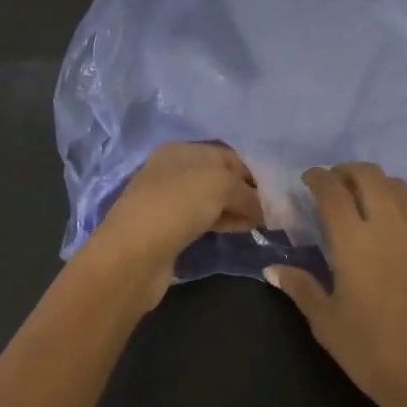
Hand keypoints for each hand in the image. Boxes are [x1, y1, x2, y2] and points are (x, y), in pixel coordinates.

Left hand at [80, 142, 263, 305]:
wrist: (133, 255)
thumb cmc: (177, 206)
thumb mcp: (220, 185)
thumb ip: (246, 192)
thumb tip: (260, 207)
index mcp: (181, 151)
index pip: (226, 155)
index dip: (251, 171)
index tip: (273, 192)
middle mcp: (172, 171)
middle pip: (219, 177)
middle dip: (245, 192)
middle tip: (270, 210)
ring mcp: (168, 201)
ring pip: (212, 200)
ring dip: (236, 209)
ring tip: (260, 224)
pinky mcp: (168, 229)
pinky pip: (203, 220)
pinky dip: (223, 223)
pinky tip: (240, 231)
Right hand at [267, 163, 406, 406]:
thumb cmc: (369, 351)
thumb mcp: (326, 321)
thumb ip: (300, 287)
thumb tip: (272, 270)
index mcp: (355, 241)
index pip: (333, 191)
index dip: (318, 177)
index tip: (307, 179)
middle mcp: (389, 227)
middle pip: (370, 176)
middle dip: (347, 171)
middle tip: (331, 184)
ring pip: (397, 187)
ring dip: (374, 183)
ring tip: (358, 199)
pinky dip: (394, 204)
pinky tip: (383, 229)